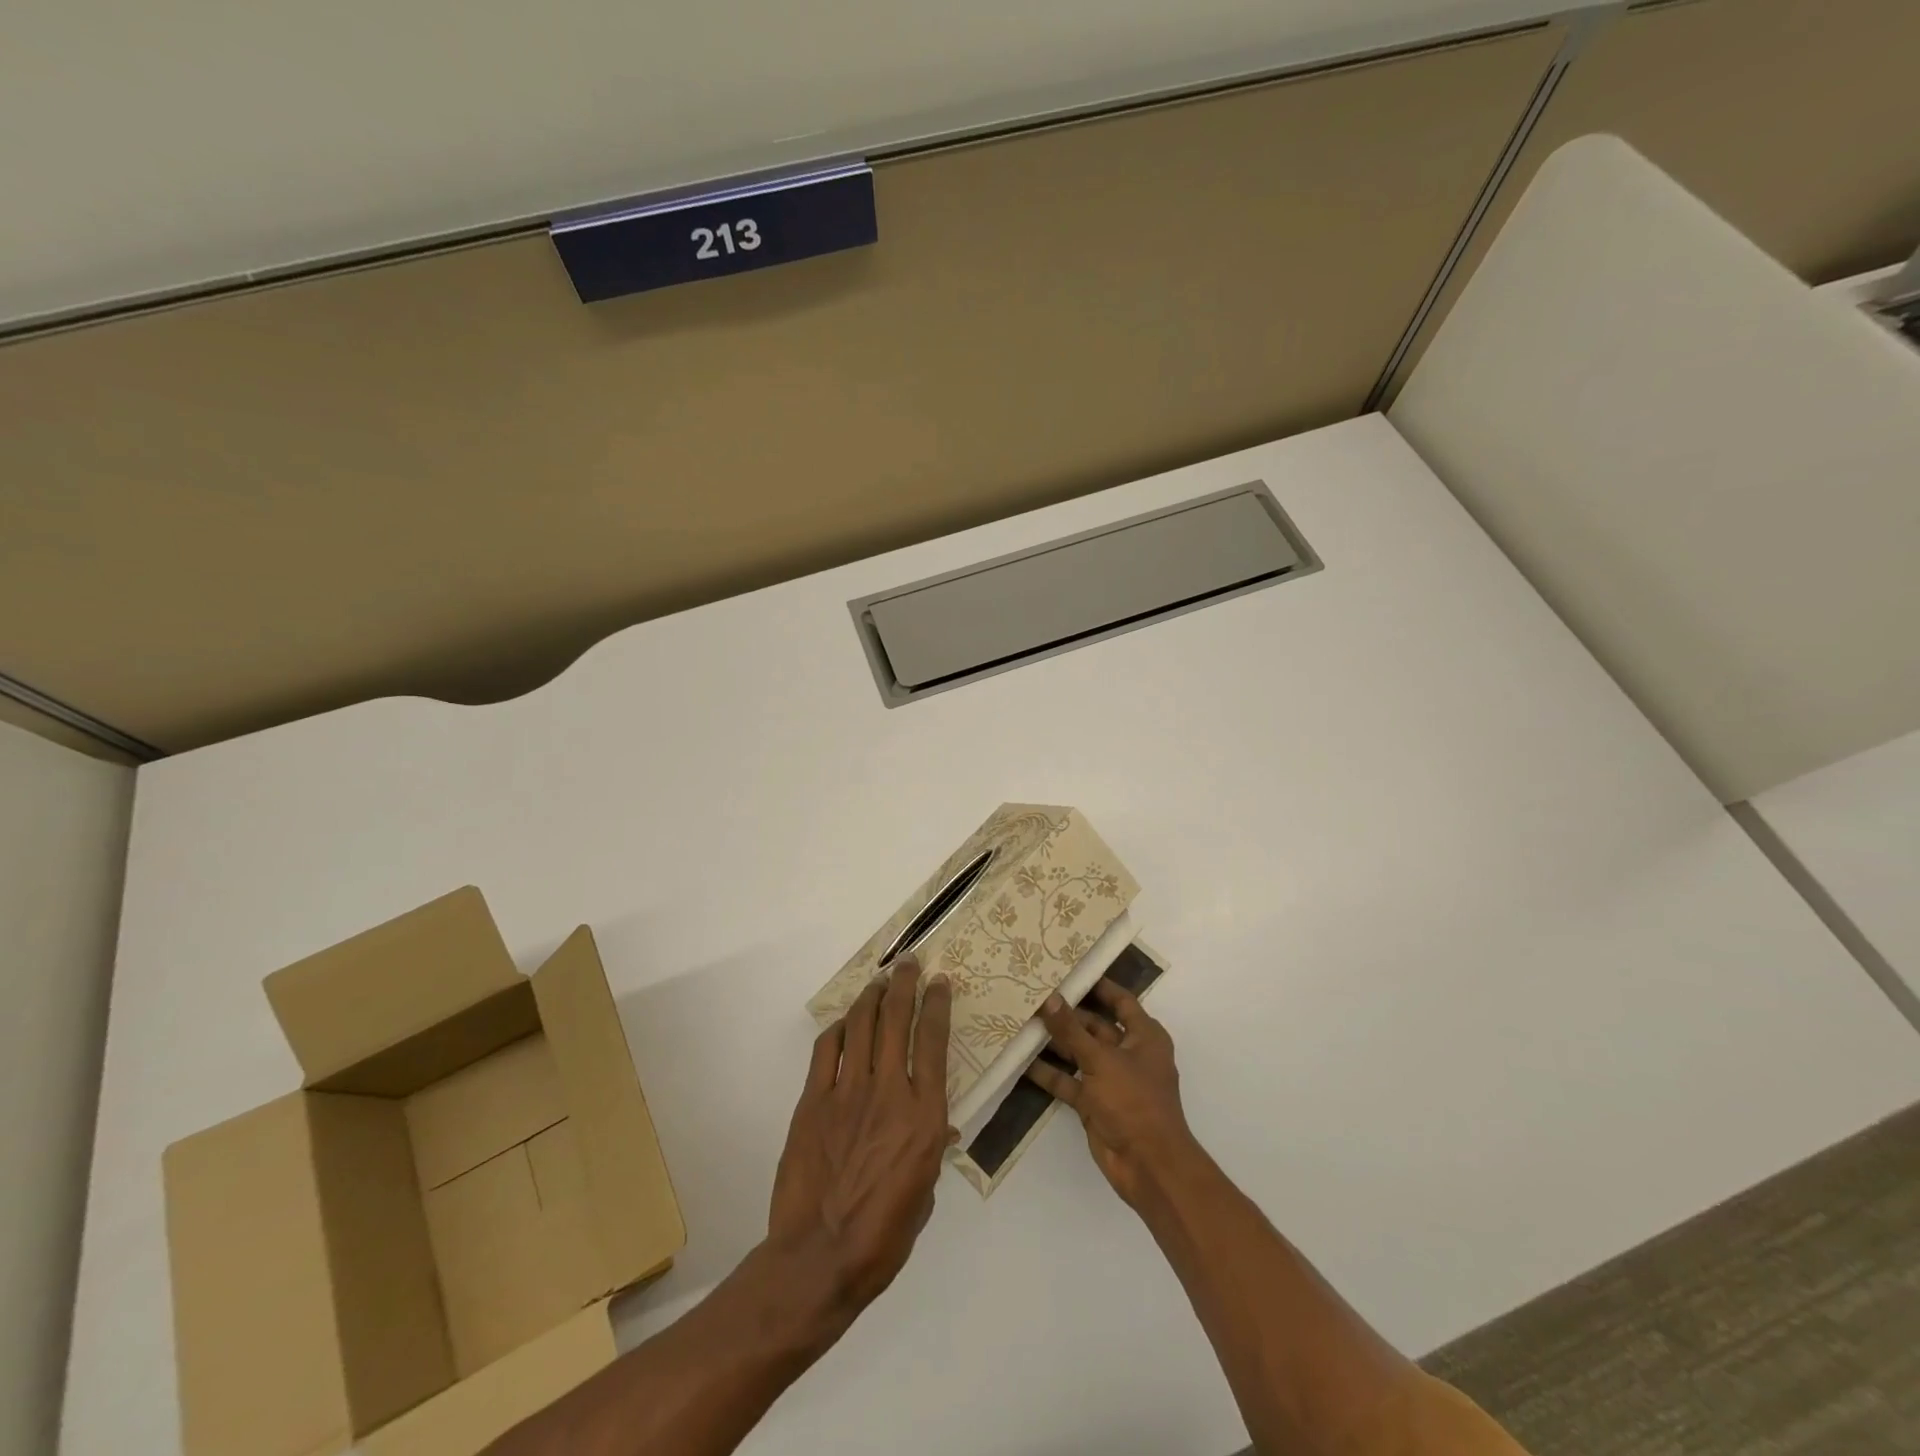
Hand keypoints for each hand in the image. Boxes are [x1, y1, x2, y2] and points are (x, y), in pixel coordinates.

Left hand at [769, 958, 955, 1312]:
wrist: (819, 1259)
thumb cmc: (883, 1236)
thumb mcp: (924, 1193)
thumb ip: (932, 1149)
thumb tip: (940, 1127)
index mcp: (925, 1115)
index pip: (934, 1041)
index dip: (937, 1004)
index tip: (939, 982)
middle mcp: (890, 1091)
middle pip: (897, 1019)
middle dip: (905, 984)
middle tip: (908, 963)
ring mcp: (847, 1092)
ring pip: (862, 1025)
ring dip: (872, 996)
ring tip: (879, 981)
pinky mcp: (813, 1100)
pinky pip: (827, 1050)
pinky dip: (838, 1028)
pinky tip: (845, 1022)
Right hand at [1027, 979, 1197, 1207]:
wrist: (1148, 1166)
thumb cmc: (1134, 1102)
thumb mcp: (1101, 1059)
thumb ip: (1072, 1029)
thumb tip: (1049, 997)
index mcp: (1144, 1036)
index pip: (1120, 1001)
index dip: (1098, 985)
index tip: (1069, 969)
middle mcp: (1128, 1053)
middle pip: (1094, 1026)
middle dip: (1067, 1014)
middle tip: (1034, 994)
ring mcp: (1110, 1079)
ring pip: (1079, 1053)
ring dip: (1054, 1042)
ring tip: (1021, 1021)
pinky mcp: (1094, 1103)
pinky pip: (1069, 1081)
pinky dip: (1050, 1073)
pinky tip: (1023, 1061)